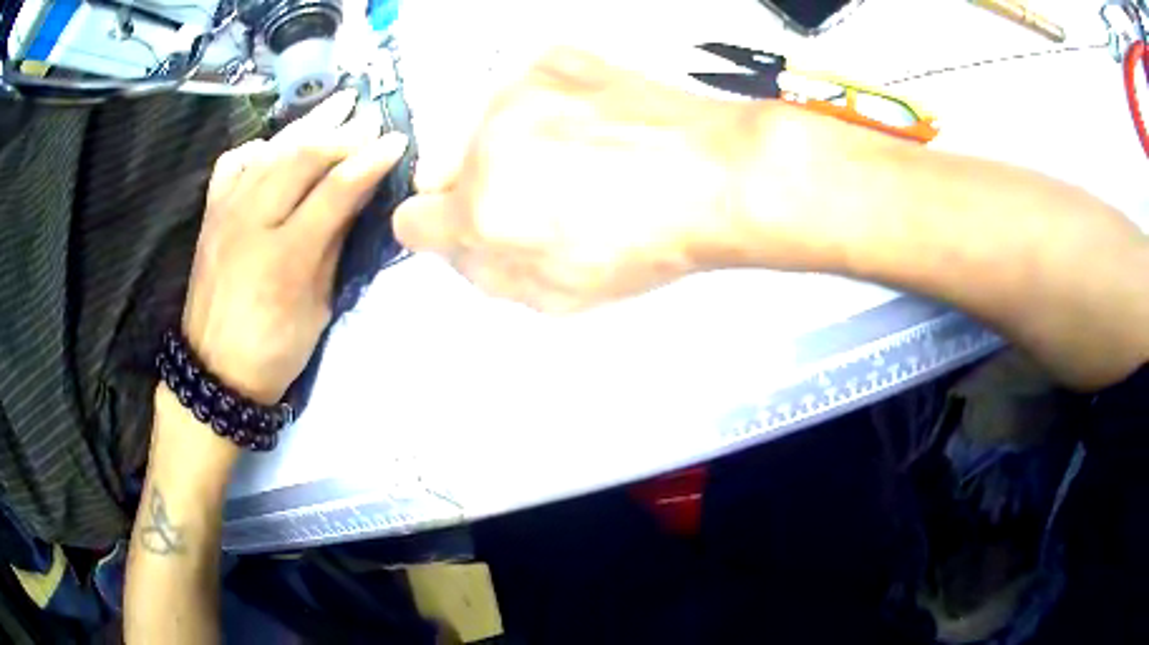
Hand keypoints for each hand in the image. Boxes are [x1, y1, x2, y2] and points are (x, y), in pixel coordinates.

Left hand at [182, 91, 408, 402]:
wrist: (213, 370)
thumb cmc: (274, 350)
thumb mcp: (318, 307)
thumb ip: (334, 245)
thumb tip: (357, 195)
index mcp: (284, 258)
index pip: (334, 191)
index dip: (368, 161)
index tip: (396, 140)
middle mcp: (250, 223)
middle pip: (299, 158)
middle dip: (340, 130)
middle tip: (370, 113)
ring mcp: (225, 213)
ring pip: (269, 151)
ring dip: (307, 123)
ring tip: (338, 102)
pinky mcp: (210, 213)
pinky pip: (233, 162)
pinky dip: (259, 145)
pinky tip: (277, 142)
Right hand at [393, 48, 757, 311]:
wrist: (716, 173)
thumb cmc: (650, 241)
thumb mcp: (559, 295)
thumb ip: (486, 273)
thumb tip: (456, 245)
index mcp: (485, 209)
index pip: (411, 219)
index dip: (439, 230)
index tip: (467, 228)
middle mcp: (488, 140)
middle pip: (437, 169)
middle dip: (470, 188)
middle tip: (530, 196)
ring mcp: (519, 88)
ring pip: (477, 128)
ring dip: (504, 147)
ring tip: (570, 159)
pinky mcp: (552, 59)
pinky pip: (517, 92)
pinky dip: (538, 111)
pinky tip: (585, 128)